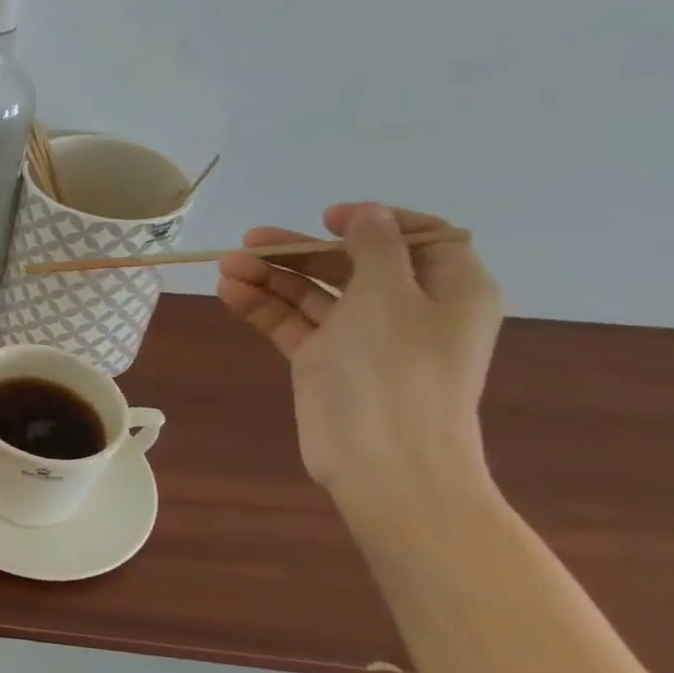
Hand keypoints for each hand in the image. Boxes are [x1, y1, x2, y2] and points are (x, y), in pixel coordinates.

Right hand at [217, 203, 501, 509]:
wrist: (383, 459)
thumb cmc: (395, 368)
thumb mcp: (389, 294)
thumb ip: (375, 246)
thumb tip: (369, 213)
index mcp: (447, 289)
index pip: (419, 238)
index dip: (375, 222)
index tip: (328, 218)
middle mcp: (406, 309)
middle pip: (350, 264)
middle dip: (299, 251)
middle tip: (249, 241)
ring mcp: (362, 338)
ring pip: (313, 294)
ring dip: (271, 277)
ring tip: (226, 267)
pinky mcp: (324, 362)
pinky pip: (293, 324)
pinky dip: (264, 306)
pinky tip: (231, 293)